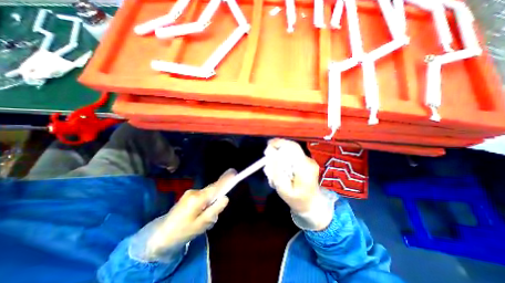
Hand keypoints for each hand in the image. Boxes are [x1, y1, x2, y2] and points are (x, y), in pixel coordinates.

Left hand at [143, 169, 234, 259]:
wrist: (159, 237)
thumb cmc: (182, 232)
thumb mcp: (202, 224)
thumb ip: (215, 209)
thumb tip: (225, 198)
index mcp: (198, 198)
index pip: (216, 186)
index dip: (225, 180)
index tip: (234, 172)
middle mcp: (194, 192)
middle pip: (212, 190)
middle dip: (217, 199)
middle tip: (211, 216)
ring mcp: (190, 193)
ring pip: (208, 195)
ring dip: (210, 204)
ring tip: (203, 220)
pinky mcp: (188, 196)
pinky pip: (202, 197)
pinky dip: (205, 204)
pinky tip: (198, 217)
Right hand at [265, 139, 318, 213]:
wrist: (312, 204)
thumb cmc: (297, 200)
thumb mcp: (284, 190)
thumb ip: (277, 172)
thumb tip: (271, 155)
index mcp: (305, 167)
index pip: (292, 147)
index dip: (279, 143)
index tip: (267, 147)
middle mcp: (308, 161)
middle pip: (290, 148)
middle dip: (277, 151)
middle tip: (267, 161)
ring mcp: (308, 160)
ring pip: (290, 152)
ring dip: (279, 157)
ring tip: (274, 171)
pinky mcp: (306, 161)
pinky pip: (292, 156)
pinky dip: (283, 160)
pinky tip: (280, 171)